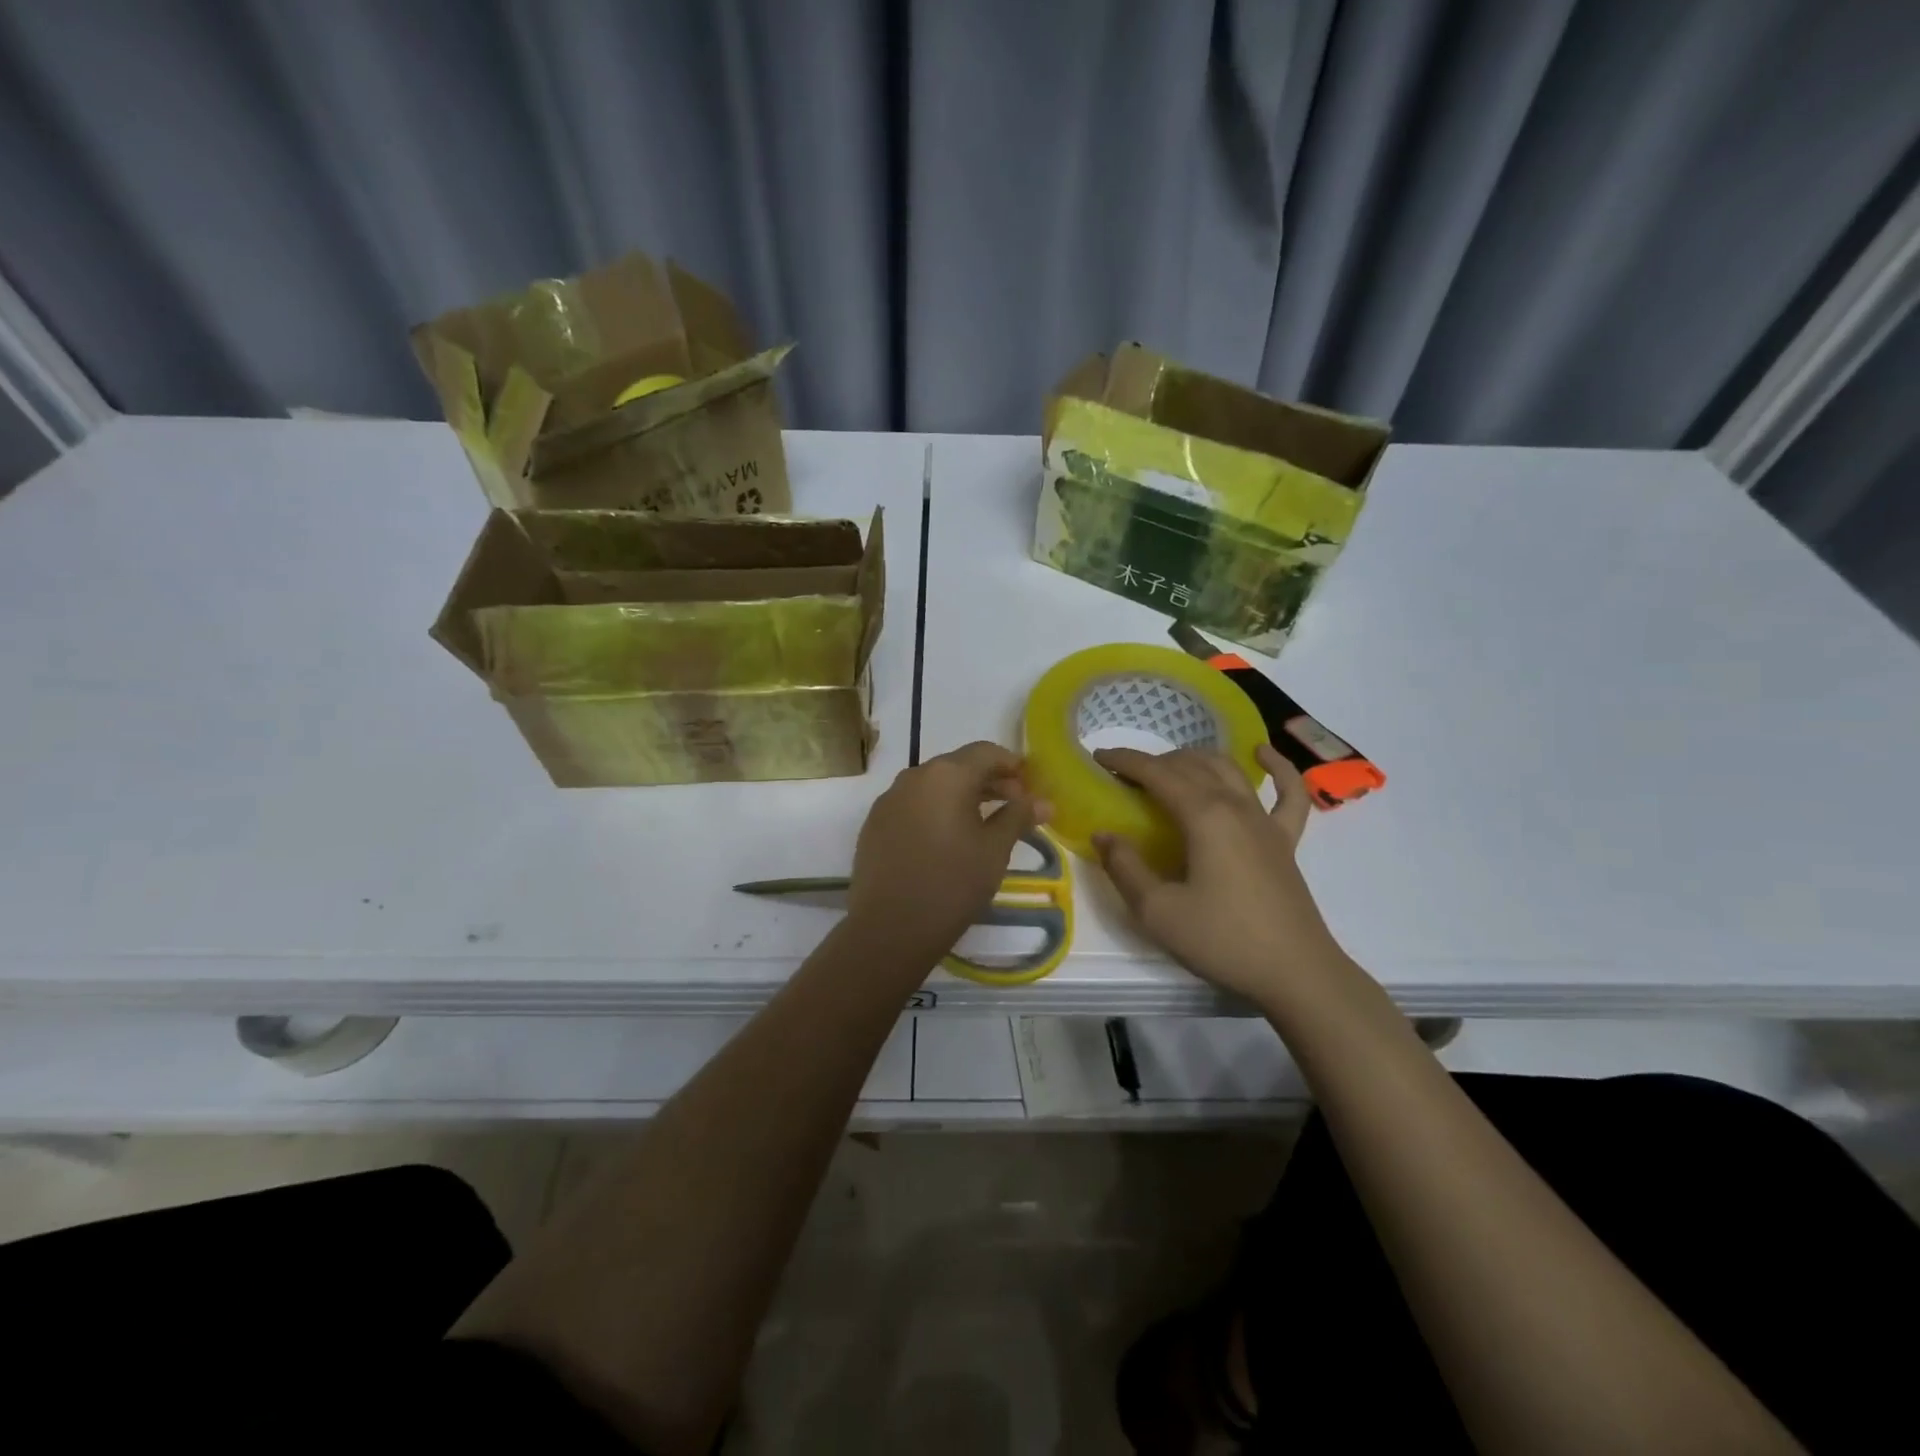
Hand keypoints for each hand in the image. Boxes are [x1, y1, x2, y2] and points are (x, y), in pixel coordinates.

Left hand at [846, 741, 1042, 968]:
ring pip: (934, 785)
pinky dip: (936, 811)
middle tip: (1015, 806)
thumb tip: (1044, 801)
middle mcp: (914, 776)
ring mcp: (889, 799)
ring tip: (984, 824)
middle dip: (989, 781)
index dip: (1013, 765)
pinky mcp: (875, 824)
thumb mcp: (994, 850)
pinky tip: (947, 840)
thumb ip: (1018, 817)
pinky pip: (913, 805)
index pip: (986, 752)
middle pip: (958, 766)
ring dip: (962, 796)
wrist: (890, 928)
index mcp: (946, 775)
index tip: (1031, 786)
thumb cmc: (952, 884)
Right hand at [1093, 743, 1351, 1007]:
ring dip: (1196, 759)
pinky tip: (1262, 753)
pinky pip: (1288, 792)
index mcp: (1203, 816)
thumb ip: (1125, 868)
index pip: (1157, 774)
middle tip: (1126, 775)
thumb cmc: (1222, 940)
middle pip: (1191, 765)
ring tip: (1170, 765)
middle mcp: (1235, 806)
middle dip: (1155, 761)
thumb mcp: (1157, 912)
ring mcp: (1265, 821)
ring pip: (1228, 770)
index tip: (1099, 757)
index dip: (1126, 761)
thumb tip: (1104, 834)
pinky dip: (1277, 767)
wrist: (1295, 973)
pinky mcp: (1286, 840)